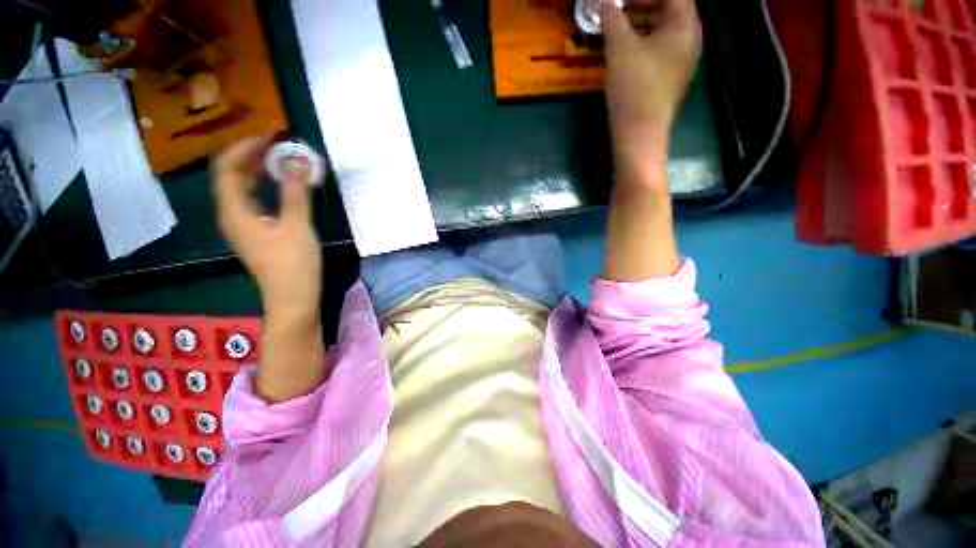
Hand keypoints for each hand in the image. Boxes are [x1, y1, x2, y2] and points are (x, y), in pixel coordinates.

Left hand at [213, 136, 321, 317]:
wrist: (293, 298)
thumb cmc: (293, 264)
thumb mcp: (297, 226)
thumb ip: (296, 193)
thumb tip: (298, 162)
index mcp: (235, 211)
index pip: (228, 168)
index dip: (245, 148)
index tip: (270, 137)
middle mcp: (233, 215)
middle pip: (232, 176)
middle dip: (252, 156)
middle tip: (279, 146)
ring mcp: (244, 225)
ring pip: (243, 189)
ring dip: (260, 171)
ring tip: (283, 160)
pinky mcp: (257, 233)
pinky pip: (255, 201)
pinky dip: (266, 187)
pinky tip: (283, 186)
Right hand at [602, 0, 701, 182]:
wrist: (639, 135)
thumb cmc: (634, 88)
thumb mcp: (620, 49)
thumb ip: (613, 19)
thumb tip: (605, 2)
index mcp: (685, 25)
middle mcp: (689, 39)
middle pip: (669, 8)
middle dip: (642, 3)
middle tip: (618, 6)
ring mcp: (680, 60)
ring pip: (662, 30)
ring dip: (640, 23)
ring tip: (615, 25)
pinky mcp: (669, 77)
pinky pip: (658, 49)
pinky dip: (642, 42)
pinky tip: (622, 48)